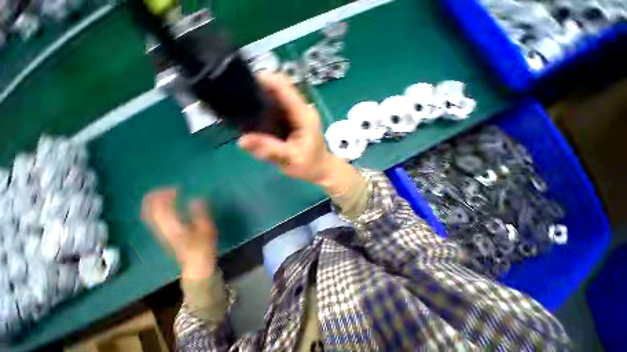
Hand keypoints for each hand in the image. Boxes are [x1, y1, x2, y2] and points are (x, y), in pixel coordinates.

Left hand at [142, 189, 217, 279]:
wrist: (196, 264)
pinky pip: (153, 218)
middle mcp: (163, 229)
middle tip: (165, 188)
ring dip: (153, 202)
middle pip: (150, 211)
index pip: (162, 208)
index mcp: (174, 227)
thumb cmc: (203, 246)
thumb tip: (195, 198)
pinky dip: (155, 209)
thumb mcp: (207, 229)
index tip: (176, 188)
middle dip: (154, 197)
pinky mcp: (163, 234)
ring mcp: (161, 232)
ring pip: (149, 215)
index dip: (165, 196)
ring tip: (163, 193)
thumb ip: (201, 213)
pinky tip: (163, 205)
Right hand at [239, 72, 339, 184]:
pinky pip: (277, 109)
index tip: (241, 84)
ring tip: (243, 109)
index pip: (284, 86)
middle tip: (238, 100)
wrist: (321, 169)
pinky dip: (265, 111)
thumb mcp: (291, 159)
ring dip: (260, 100)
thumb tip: (242, 141)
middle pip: (278, 89)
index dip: (264, 80)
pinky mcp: (293, 120)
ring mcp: (297, 114)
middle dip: (258, 90)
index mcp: (303, 115)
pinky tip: (255, 120)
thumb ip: (269, 149)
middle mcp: (301, 109)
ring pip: (276, 98)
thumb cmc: (310, 165)